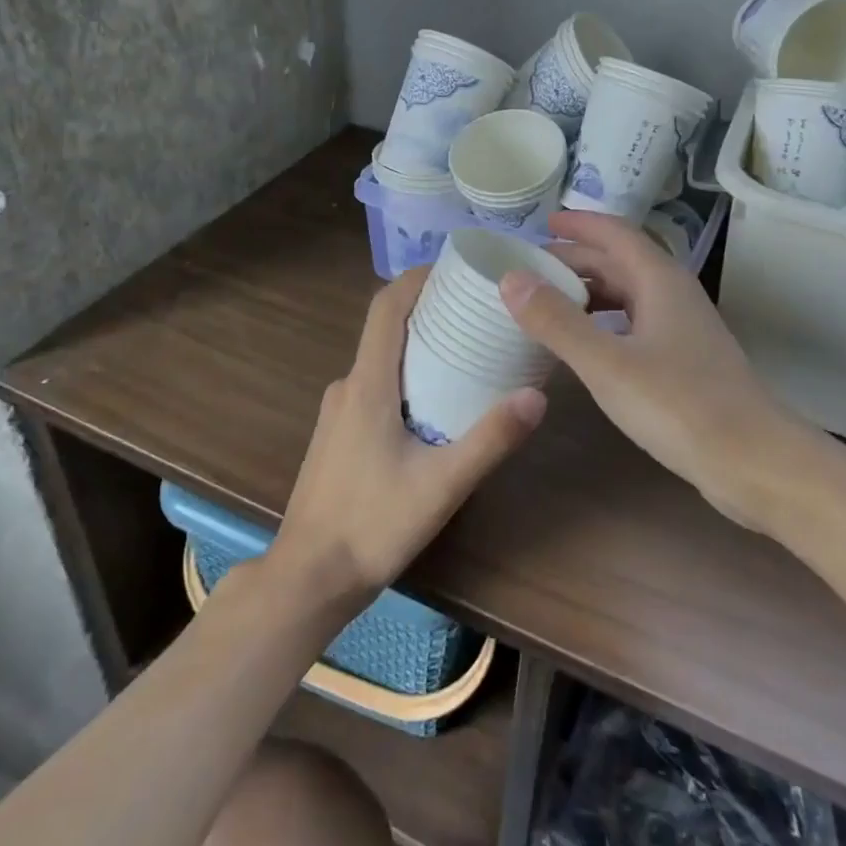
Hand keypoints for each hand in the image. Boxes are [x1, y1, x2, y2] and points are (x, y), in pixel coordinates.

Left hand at [271, 268, 546, 603]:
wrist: (308, 577)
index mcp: (367, 384)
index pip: (386, 307)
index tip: (457, 267)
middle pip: (387, 327)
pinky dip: (406, 374)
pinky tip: (436, 402)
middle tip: (479, 309)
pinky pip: (376, 384)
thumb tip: (537, 395)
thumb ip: (490, 439)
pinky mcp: (340, 433)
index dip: (418, 277)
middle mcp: (348, 385)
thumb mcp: (441, 485)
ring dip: (419, 344)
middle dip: (430, 309)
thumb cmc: (372, 525)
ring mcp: (339, 410)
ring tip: (467, 351)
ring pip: (382, 358)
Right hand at [500, 211, 793, 525]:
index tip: (542, 223)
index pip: (615, 233)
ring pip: (628, 294)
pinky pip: (635, 323)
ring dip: (589, 291)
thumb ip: (557, 321)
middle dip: (576, 259)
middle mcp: (673, 294)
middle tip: (530, 269)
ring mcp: (682, 329)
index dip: (579, 223)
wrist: (754, 462)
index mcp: (659, 280)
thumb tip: (511, 278)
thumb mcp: (607, 363)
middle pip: (620, 262)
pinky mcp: (685, 361)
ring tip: (548, 303)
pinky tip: (586, 344)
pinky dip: (604, 322)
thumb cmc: (680, 405)